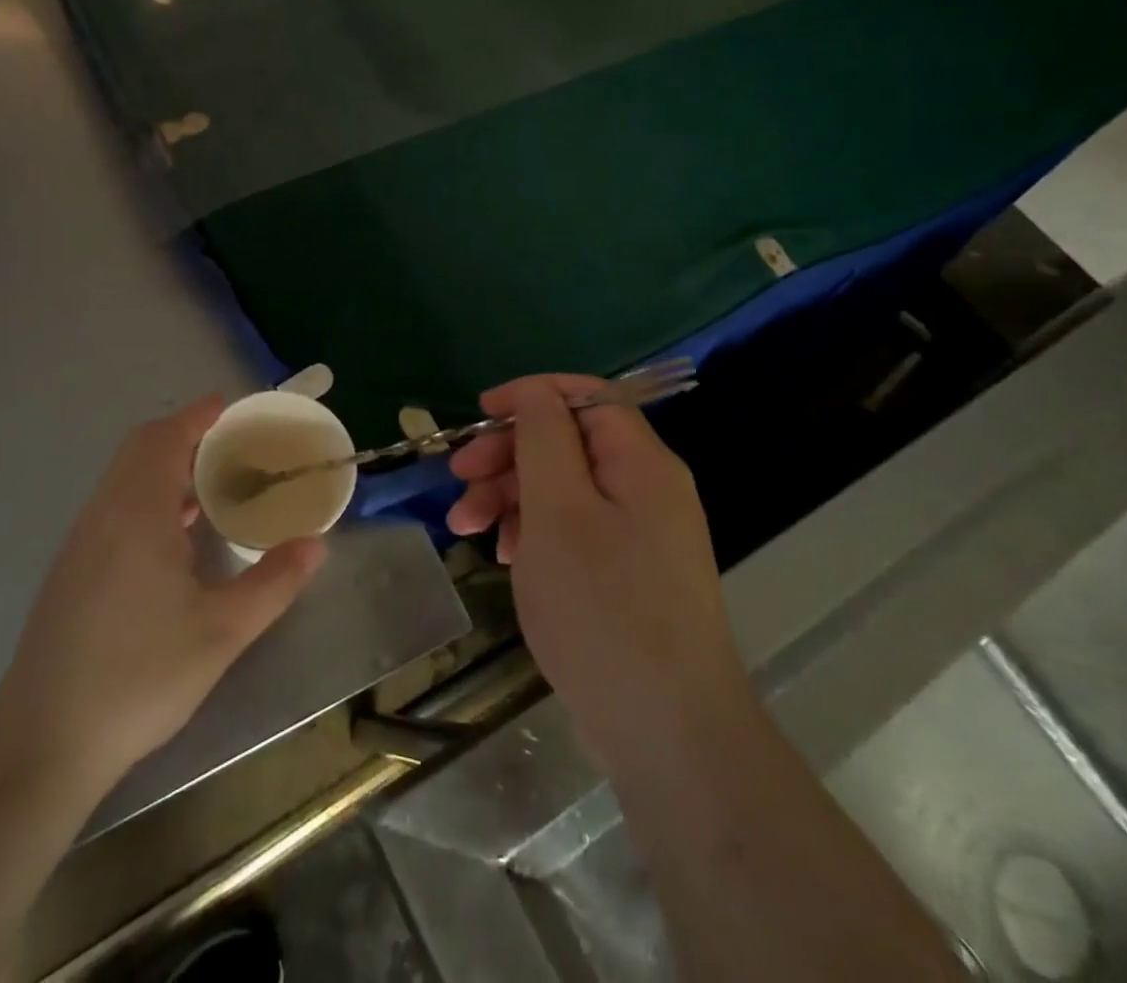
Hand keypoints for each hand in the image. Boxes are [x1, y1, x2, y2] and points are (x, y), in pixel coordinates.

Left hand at [0, 395, 327, 795]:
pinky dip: (149, 496)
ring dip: (165, 467)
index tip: (231, 407)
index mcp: (137, 513)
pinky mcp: (73, 569)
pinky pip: (115, 506)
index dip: (198, 416)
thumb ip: (273, 583)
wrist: (44, 741)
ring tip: (213, 486)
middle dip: (185, 435)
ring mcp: (82, 541)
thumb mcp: (222, 632)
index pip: (166, 438)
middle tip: (232, 447)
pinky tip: (176, 537)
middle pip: (141, 448)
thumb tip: (316, 545)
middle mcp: (104, 513)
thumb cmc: (139, 676)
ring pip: (124, 478)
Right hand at [446, 375, 748, 774]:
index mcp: (641, 462)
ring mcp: (640, 535)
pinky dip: (534, 533)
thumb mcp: (559, 511)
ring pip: (564, 489)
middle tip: (458, 480)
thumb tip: (535, 392)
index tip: (478, 415)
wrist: (668, 735)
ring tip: (466, 529)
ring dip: (511, 497)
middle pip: (568, 443)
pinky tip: (505, 556)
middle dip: (508, 454)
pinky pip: (574, 530)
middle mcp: (647, 489)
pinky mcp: (627, 574)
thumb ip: (544, 438)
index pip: (585, 396)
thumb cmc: (602, 608)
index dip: (529, 396)